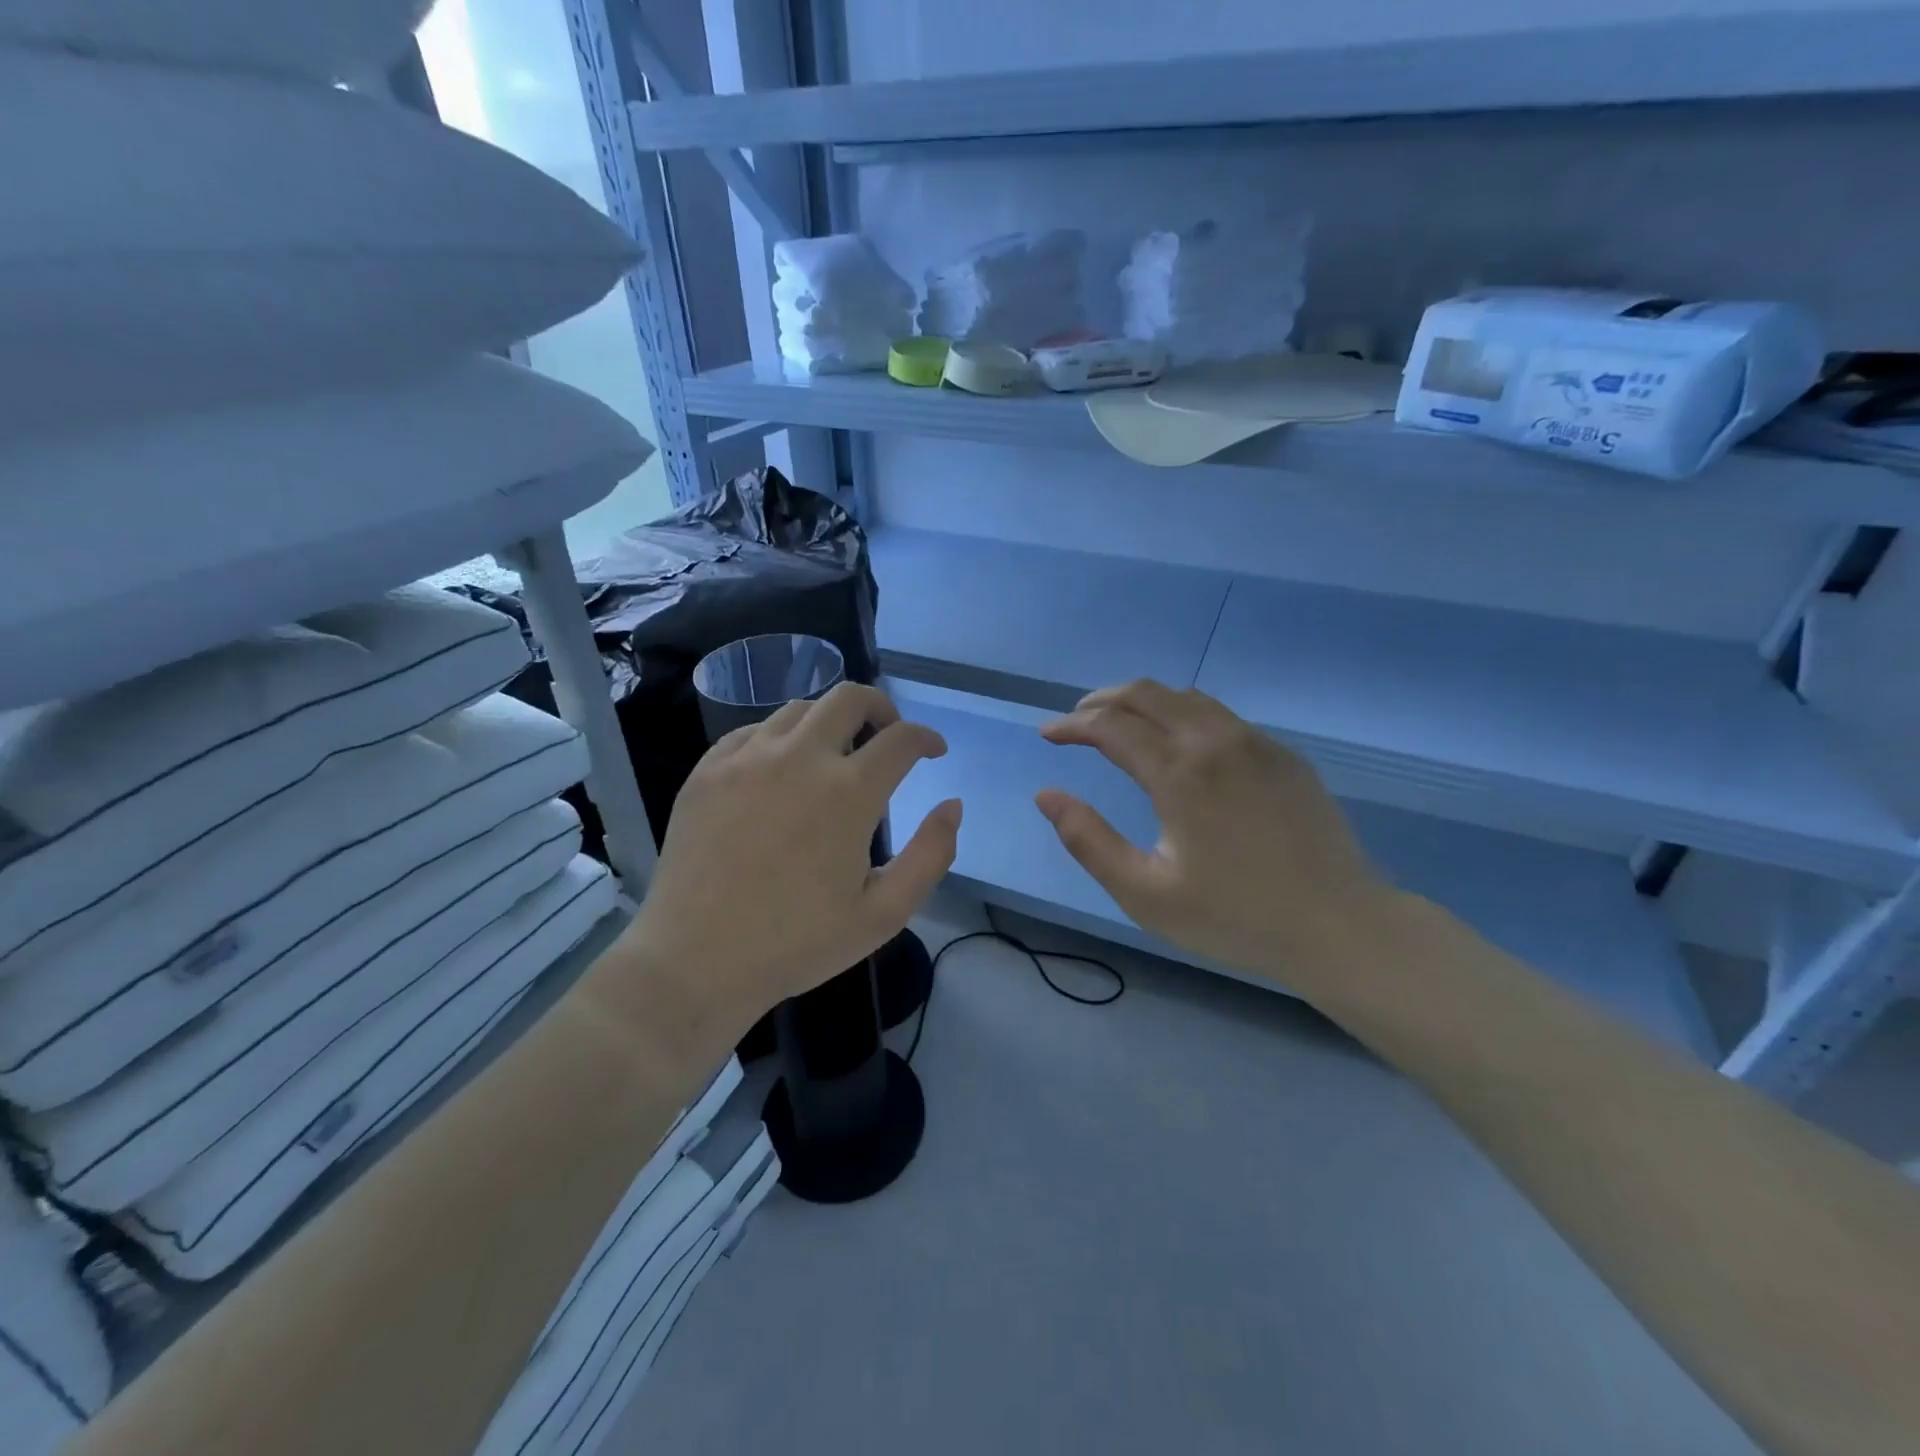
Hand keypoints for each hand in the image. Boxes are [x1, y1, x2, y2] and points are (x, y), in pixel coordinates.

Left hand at [607, 683, 960, 1045]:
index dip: (926, 737)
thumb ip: (930, 855)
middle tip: (887, 735)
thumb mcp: (884, 914)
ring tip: (833, 755)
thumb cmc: (797, 943)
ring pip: (799, 709)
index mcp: (848, 792)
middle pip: (850, 698)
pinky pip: (751, 731)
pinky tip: (779, 769)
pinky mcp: (707, 770)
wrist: (696, 961)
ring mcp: (746, 759)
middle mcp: (799, 758)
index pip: (901, 738)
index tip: (932, 750)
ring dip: (829, 722)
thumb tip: (952, 806)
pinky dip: (779, 738)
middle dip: (881, 708)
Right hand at [1036, 680, 1394, 993]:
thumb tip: (1046, 794)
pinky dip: (1182, 714)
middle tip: (1076, 720)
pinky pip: (1220, 715)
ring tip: (1119, 722)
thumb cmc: (1234, 918)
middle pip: (1147, 694)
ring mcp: (1255, 743)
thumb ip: (1088, 840)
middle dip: (1102, 700)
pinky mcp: (1283, 755)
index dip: (1072, 725)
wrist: (1339, 927)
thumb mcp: (1145, 894)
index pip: (1111, 726)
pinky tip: (1177, 742)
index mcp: (1180, 774)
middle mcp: (1215, 741)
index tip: (1047, 734)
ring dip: (1142, 701)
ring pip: (1186, 697)